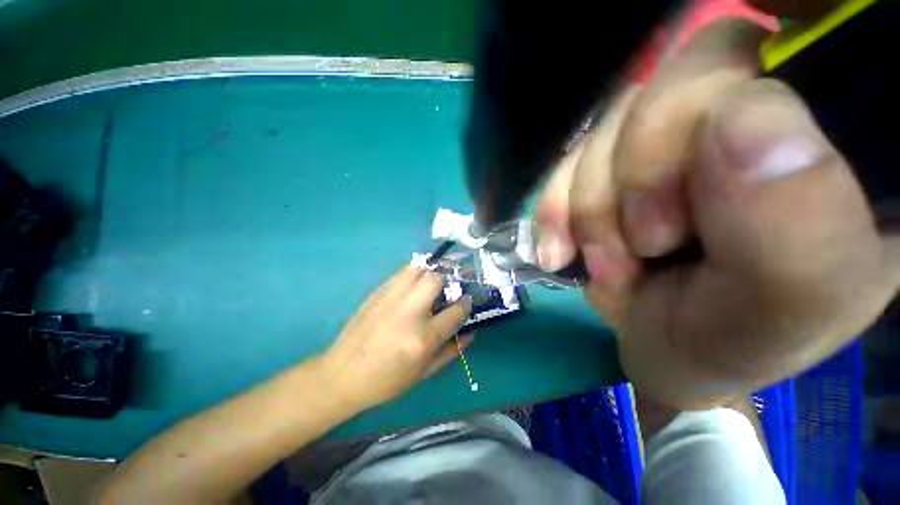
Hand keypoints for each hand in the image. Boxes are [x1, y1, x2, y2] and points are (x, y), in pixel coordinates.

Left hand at [320, 266, 472, 411]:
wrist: (342, 375)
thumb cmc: (386, 381)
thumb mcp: (424, 373)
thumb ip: (452, 350)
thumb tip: (471, 332)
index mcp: (423, 337)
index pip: (456, 310)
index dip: (466, 303)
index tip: (467, 300)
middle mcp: (409, 312)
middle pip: (436, 278)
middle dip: (449, 276)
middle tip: (451, 284)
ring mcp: (390, 299)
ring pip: (417, 267)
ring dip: (431, 268)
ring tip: (436, 276)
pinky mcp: (377, 293)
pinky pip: (401, 272)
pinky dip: (415, 272)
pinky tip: (415, 282)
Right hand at [535, 19, 899, 407]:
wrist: (669, 349)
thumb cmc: (739, 338)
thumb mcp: (792, 303)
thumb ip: (799, 220)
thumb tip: (737, 121)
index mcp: (839, 135)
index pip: (813, 22)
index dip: (762, 42)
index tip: (721, 129)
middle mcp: (757, 109)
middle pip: (684, 75)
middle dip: (642, 171)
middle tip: (645, 246)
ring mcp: (674, 135)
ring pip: (611, 123)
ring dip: (591, 205)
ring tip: (609, 267)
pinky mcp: (615, 163)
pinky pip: (570, 158)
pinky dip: (556, 208)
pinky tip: (561, 250)